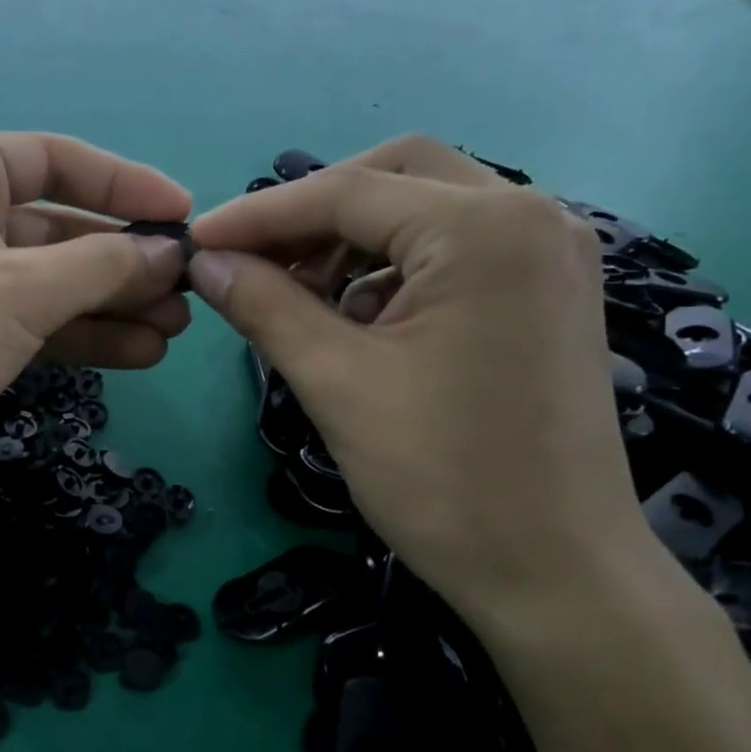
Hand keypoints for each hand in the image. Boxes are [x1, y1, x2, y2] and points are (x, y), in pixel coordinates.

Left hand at [0, 130, 191, 511]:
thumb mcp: (17, 293)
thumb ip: (101, 267)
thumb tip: (170, 252)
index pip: (59, 158)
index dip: (127, 185)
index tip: (185, 215)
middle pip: (61, 226)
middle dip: (125, 261)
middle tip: (189, 292)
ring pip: (52, 281)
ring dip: (112, 304)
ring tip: (176, 330)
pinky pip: (35, 322)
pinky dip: (81, 335)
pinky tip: (138, 353)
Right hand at [186, 136, 652, 626]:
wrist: (555, 575)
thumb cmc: (442, 478)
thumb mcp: (336, 382)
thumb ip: (264, 305)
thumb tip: (204, 261)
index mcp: (484, 228)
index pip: (346, 192)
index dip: (258, 215)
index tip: (195, 242)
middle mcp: (531, 215)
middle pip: (393, 176)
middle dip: (312, 213)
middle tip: (252, 260)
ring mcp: (547, 254)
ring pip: (423, 210)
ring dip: (349, 241)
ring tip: (296, 296)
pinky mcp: (544, 293)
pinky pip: (450, 251)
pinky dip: (390, 268)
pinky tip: (353, 318)